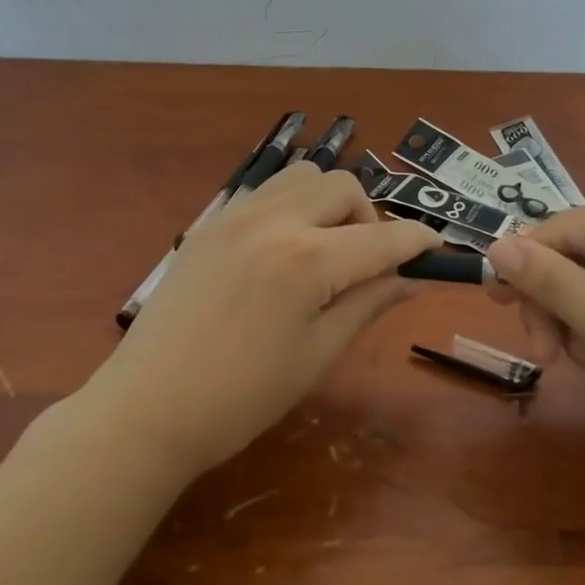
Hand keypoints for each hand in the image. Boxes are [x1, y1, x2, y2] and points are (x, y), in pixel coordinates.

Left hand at [90, 163, 439, 476]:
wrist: (147, 408)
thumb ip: (369, 303)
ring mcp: (237, 214)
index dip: (418, 241)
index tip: (436, 249)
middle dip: (370, 217)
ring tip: (324, 249)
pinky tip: (282, 249)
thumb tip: (414, 278)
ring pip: (304, 175)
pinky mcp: (211, 221)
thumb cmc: (240, 398)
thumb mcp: (318, 354)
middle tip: (366, 263)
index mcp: (307, 260)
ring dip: (330, 202)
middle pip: (344, 186)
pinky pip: (267, 190)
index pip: (382, 238)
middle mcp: (274, 220)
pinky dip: (292, 204)